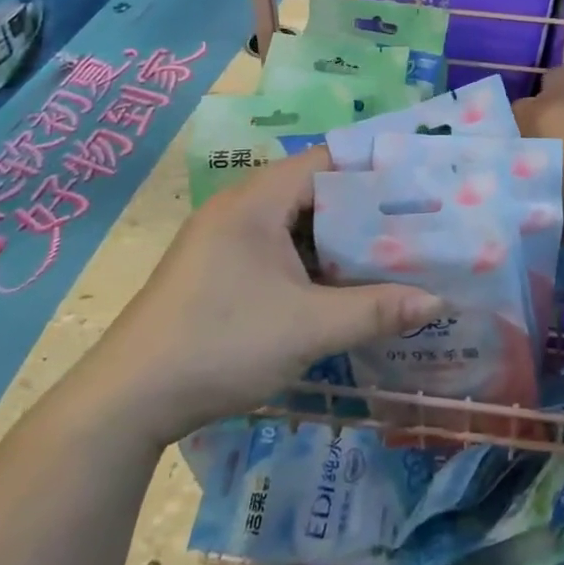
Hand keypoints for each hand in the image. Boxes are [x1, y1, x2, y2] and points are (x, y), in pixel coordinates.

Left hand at [80, 147, 444, 445]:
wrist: (125, 404)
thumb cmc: (220, 344)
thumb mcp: (308, 328)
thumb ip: (376, 310)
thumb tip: (438, 300)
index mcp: (257, 201)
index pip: (327, 160)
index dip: (373, 169)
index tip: (417, 185)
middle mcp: (240, 209)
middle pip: (314, 192)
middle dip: (363, 210)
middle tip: (414, 224)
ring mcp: (225, 242)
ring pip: (296, 226)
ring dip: (337, 242)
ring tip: (389, 255)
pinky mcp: (217, 272)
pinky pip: (277, 252)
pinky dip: (311, 264)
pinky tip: (341, 289)